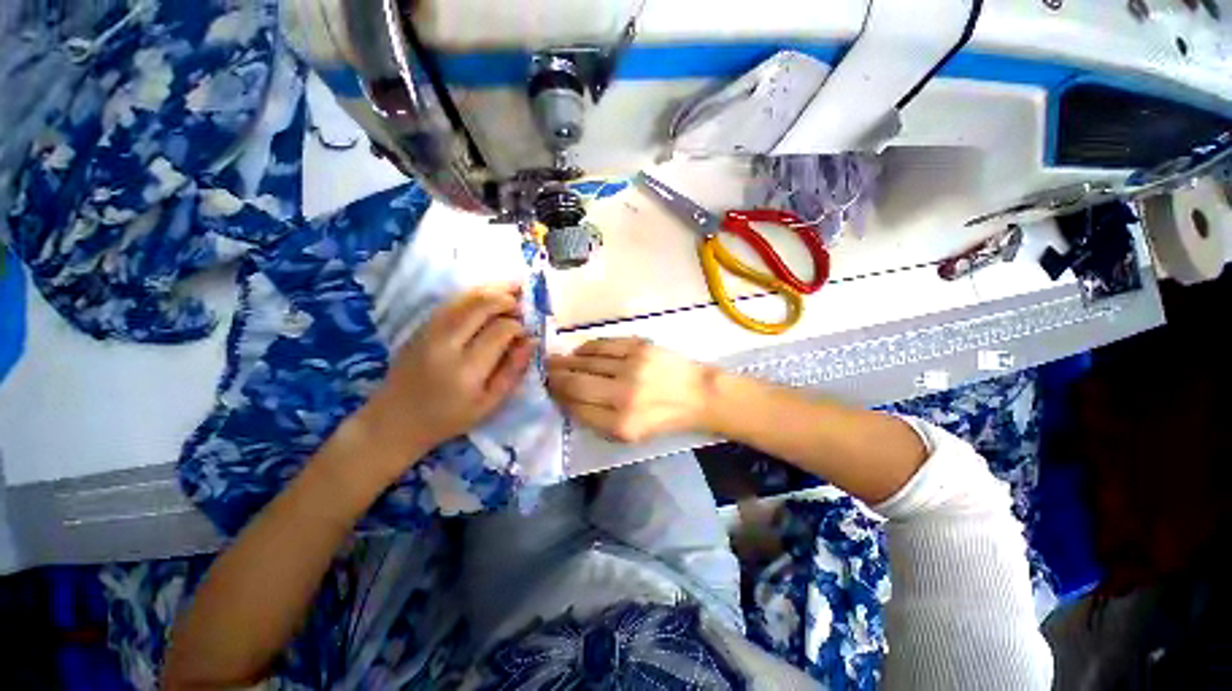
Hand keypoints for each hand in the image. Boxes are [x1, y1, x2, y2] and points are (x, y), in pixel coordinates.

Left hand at [353, 284, 535, 480]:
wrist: (394, 420)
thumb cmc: (448, 418)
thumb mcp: (489, 404)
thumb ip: (513, 371)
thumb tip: (532, 341)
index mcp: (467, 370)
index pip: (500, 331)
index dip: (519, 326)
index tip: (527, 332)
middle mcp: (446, 344)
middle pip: (481, 306)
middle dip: (506, 299)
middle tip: (522, 303)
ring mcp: (429, 332)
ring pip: (464, 298)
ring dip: (491, 290)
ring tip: (512, 288)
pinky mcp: (420, 327)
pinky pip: (450, 302)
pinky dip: (472, 294)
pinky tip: (487, 295)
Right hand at [547, 338, 714, 443]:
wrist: (697, 394)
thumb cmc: (663, 418)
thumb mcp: (630, 435)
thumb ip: (596, 420)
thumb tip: (567, 399)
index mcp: (621, 424)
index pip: (576, 408)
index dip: (557, 397)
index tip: (546, 390)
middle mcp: (623, 395)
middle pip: (576, 383)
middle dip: (554, 377)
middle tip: (542, 372)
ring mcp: (631, 367)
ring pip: (586, 361)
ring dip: (566, 361)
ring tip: (554, 360)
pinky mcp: (639, 346)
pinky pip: (602, 344)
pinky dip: (586, 348)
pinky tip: (579, 352)